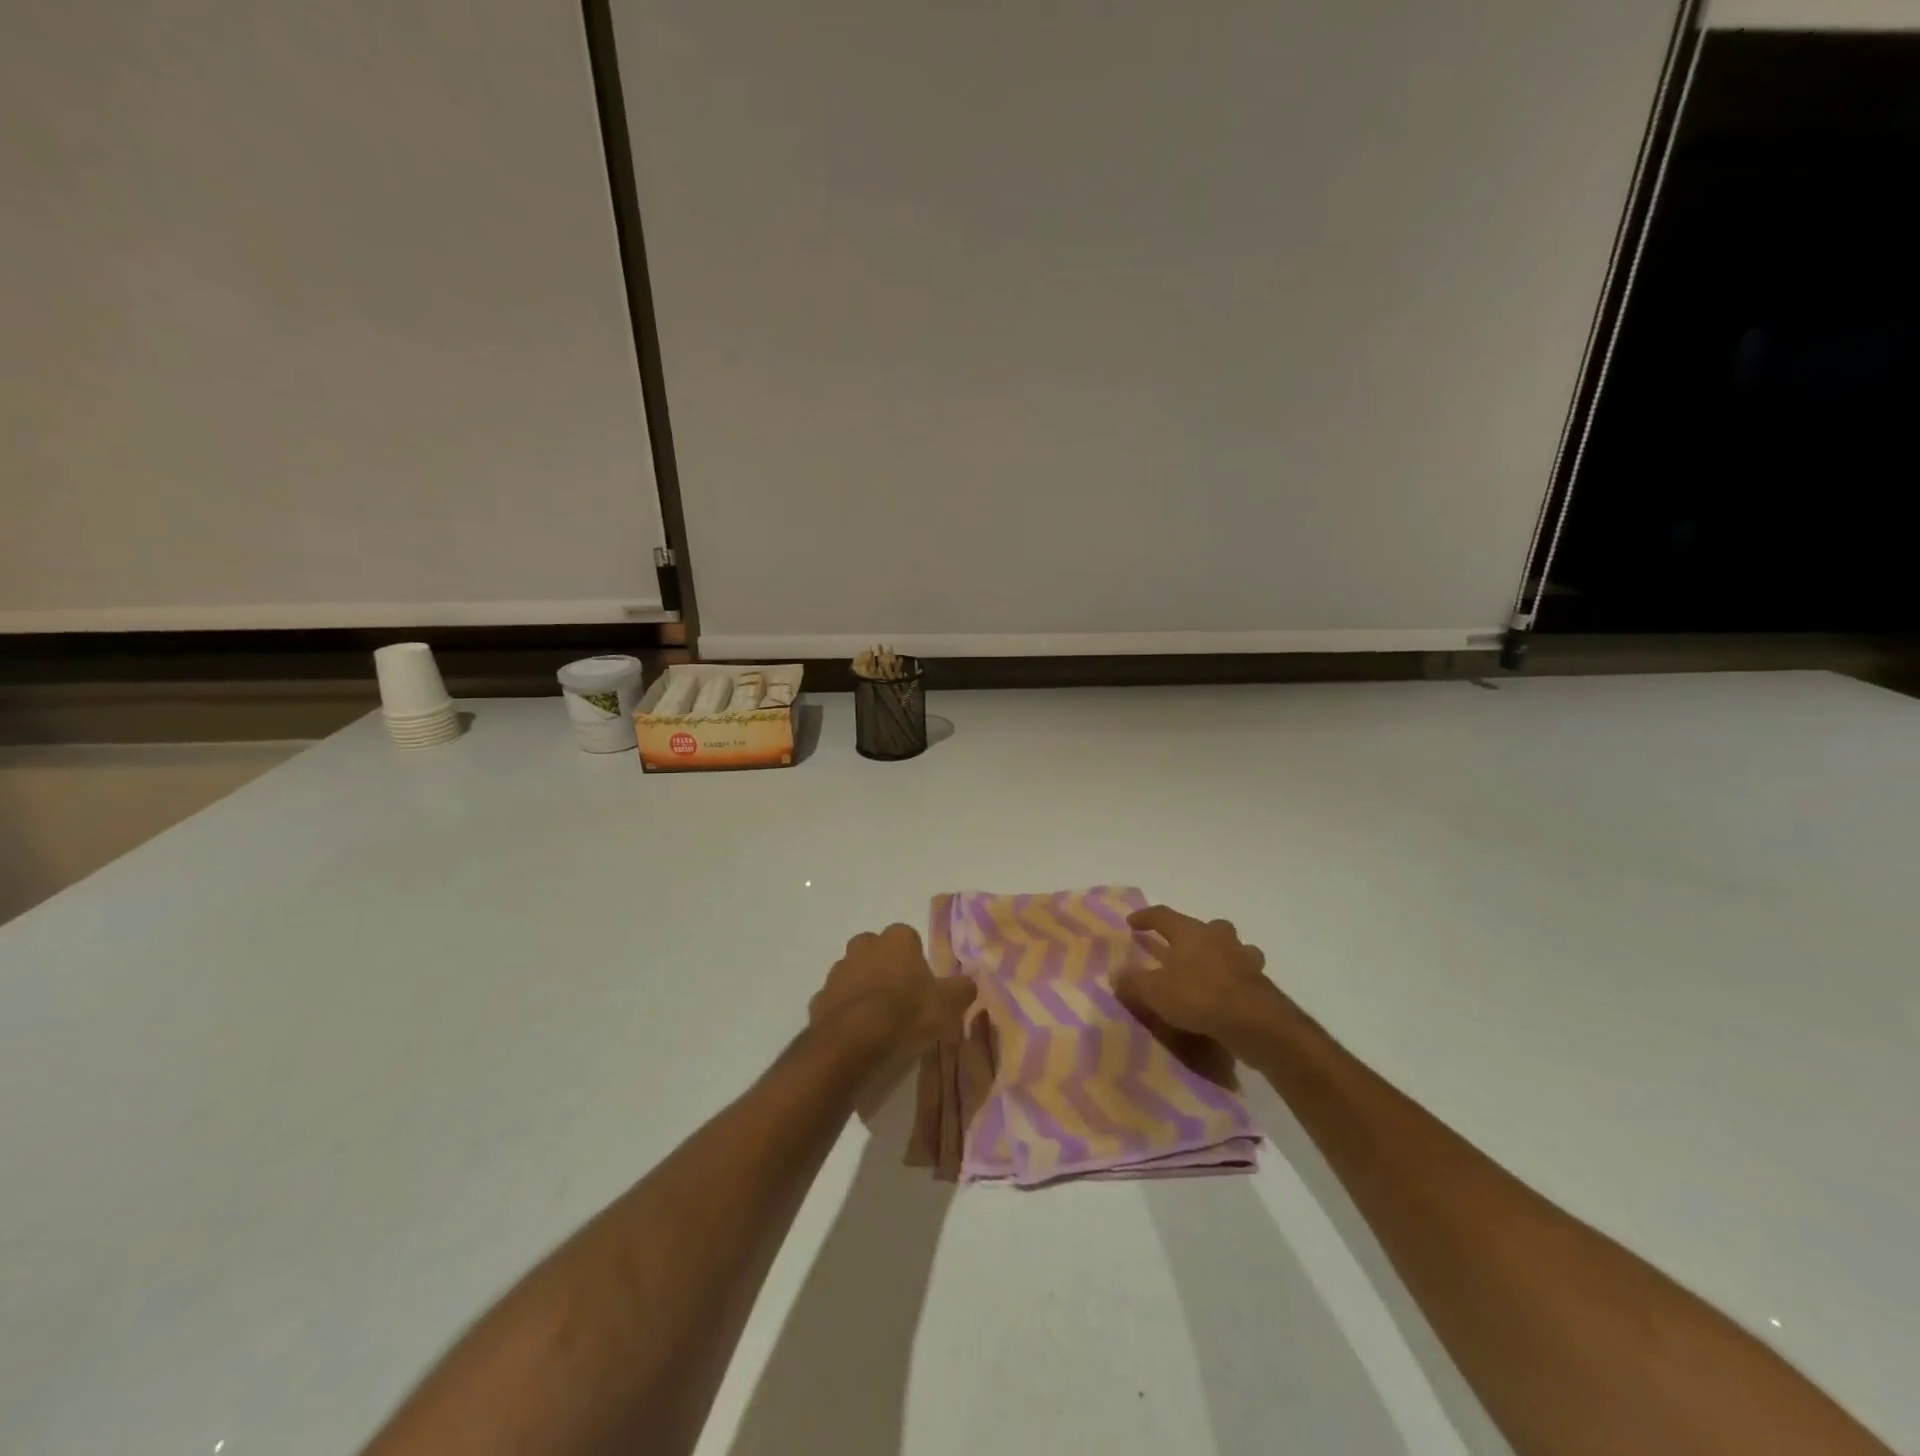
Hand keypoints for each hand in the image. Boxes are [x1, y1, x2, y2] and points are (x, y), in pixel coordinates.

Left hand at [809, 924, 975, 1056]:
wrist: (852, 1042)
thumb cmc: (906, 1013)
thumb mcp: (949, 1004)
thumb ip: (962, 989)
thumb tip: (968, 984)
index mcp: (896, 939)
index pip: (909, 938)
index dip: (917, 961)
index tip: (923, 985)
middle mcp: (864, 945)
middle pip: (878, 951)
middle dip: (887, 968)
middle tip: (901, 999)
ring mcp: (838, 971)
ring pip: (855, 974)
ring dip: (865, 989)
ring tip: (879, 1021)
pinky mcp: (819, 998)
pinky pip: (838, 1001)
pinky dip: (846, 1012)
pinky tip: (858, 1034)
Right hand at [1114, 905, 1286, 1059]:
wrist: (1254, 1022)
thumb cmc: (1198, 996)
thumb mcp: (1155, 992)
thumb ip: (1133, 982)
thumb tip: (1116, 974)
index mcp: (1190, 932)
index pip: (1163, 916)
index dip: (1146, 917)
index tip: (1132, 922)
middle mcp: (1218, 938)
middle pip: (1206, 926)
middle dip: (1194, 933)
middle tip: (1182, 946)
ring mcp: (1243, 958)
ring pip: (1233, 946)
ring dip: (1222, 953)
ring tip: (1211, 969)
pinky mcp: (1261, 982)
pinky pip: (1245, 973)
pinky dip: (1236, 979)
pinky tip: (1228, 994)